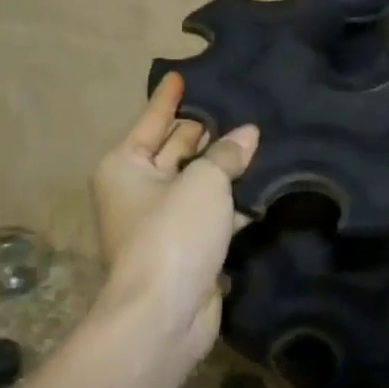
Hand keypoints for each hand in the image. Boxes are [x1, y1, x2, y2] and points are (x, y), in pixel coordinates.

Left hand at [90, 73, 258, 362]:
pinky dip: (232, 199)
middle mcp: (138, 189)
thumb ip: (227, 154)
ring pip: (196, 181)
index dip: (170, 97)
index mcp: (126, 165)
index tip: (183, 73)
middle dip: (205, 129)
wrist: (164, 314)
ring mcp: (161, 221)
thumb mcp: (203, 182)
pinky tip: (262, 182)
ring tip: (260, 136)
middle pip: (175, 148)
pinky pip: (211, 211)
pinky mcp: (186, 247)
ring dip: (223, 165)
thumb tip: (247, 134)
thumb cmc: (173, 233)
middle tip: (240, 103)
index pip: (153, 120)